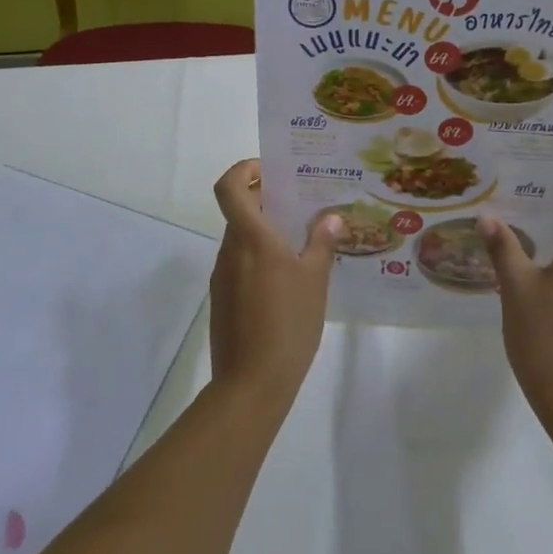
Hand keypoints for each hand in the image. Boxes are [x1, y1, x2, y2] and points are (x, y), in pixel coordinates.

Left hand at [208, 160, 343, 416]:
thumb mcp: (314, 281)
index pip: (229, 186)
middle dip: (266, 201)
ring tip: (302, 243)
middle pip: (238, 211)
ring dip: (264, 232)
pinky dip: (259, 259)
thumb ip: (321, 244)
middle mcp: (230, 250)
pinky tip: (287, 280)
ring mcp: (222, 276)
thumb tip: (330, 217)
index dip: (243, 169)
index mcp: (250, 238)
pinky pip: (239, 265)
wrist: (251, 384)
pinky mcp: (222, 300)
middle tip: (301, 204)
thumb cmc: (287, 324)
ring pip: (240, 239)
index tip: (270, 170)